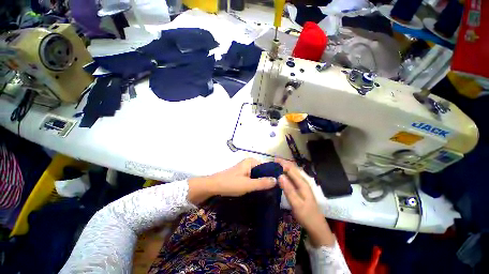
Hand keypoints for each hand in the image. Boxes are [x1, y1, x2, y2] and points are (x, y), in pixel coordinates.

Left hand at [188, 158, 276, 203]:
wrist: (213, 186)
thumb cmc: (230, 183)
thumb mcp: (248, 184)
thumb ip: (262, 183)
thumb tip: (277, 180)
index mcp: (251, 161)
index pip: (266, 167)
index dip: (272, 175)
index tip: (278, 186)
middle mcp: (249, 163)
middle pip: (262, 171)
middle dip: (266, 180)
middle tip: (273, 191)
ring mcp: (245, 169)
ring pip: (257, 175)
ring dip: (261, 182)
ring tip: (267, 192)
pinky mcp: (242, 174)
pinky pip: (252, 178)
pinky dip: (255, 183)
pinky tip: (258, 190)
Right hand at [276, 159, 334, 246]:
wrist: (316, 227)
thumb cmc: (306, 216)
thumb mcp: (296, 204)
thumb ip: (288, 189)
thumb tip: (279, 175)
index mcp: (302, 183)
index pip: (291, 169)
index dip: (282, 163)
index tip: (273, 160)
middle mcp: (303, 181)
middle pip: (292, 168)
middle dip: (283, 163)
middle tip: (272, 161)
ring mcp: (302, 185)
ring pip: (293, 172)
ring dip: (285, 167)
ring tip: (275, 165)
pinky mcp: (300, 188)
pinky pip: (292, 177)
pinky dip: (286, 173)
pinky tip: (281, 175)